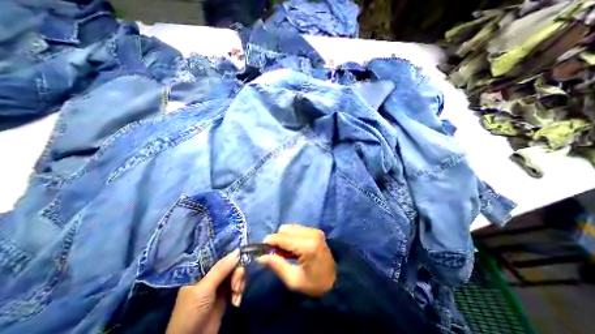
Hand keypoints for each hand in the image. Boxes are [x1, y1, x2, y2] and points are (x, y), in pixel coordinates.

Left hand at [164, 249, 243, 333]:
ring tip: (236, 295)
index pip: (219, 255)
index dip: (231, 253)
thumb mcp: (205, 288)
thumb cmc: (192, 311)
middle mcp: (212, 274)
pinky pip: (238, 284)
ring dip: (239, 283)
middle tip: (236, 285)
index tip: (242, 255)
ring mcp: (219, 284)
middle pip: (231, 264)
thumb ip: (221, 269)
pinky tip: (236, 302)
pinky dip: (239, 292)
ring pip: (236, 273)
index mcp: (202, 269)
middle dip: (237, 273)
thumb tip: (238, 250)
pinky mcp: (226, 294)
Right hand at [258, 224, 336, 297]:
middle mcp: (311, 233)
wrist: (336, 281)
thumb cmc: (314, 285)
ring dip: (284, 237)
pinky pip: (297, 228)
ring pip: (291, 227)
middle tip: (276, 254)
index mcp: (307, 246)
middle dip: (277, 239)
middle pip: (285, 229)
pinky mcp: (316, 231)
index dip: (269, 241)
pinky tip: (294, 247)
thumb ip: (276, 265)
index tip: (261, 249)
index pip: (282, 237)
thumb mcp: (293, 280)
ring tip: (286, 252)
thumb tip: (260, 256)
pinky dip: (291, 236)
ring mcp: (314, 230)